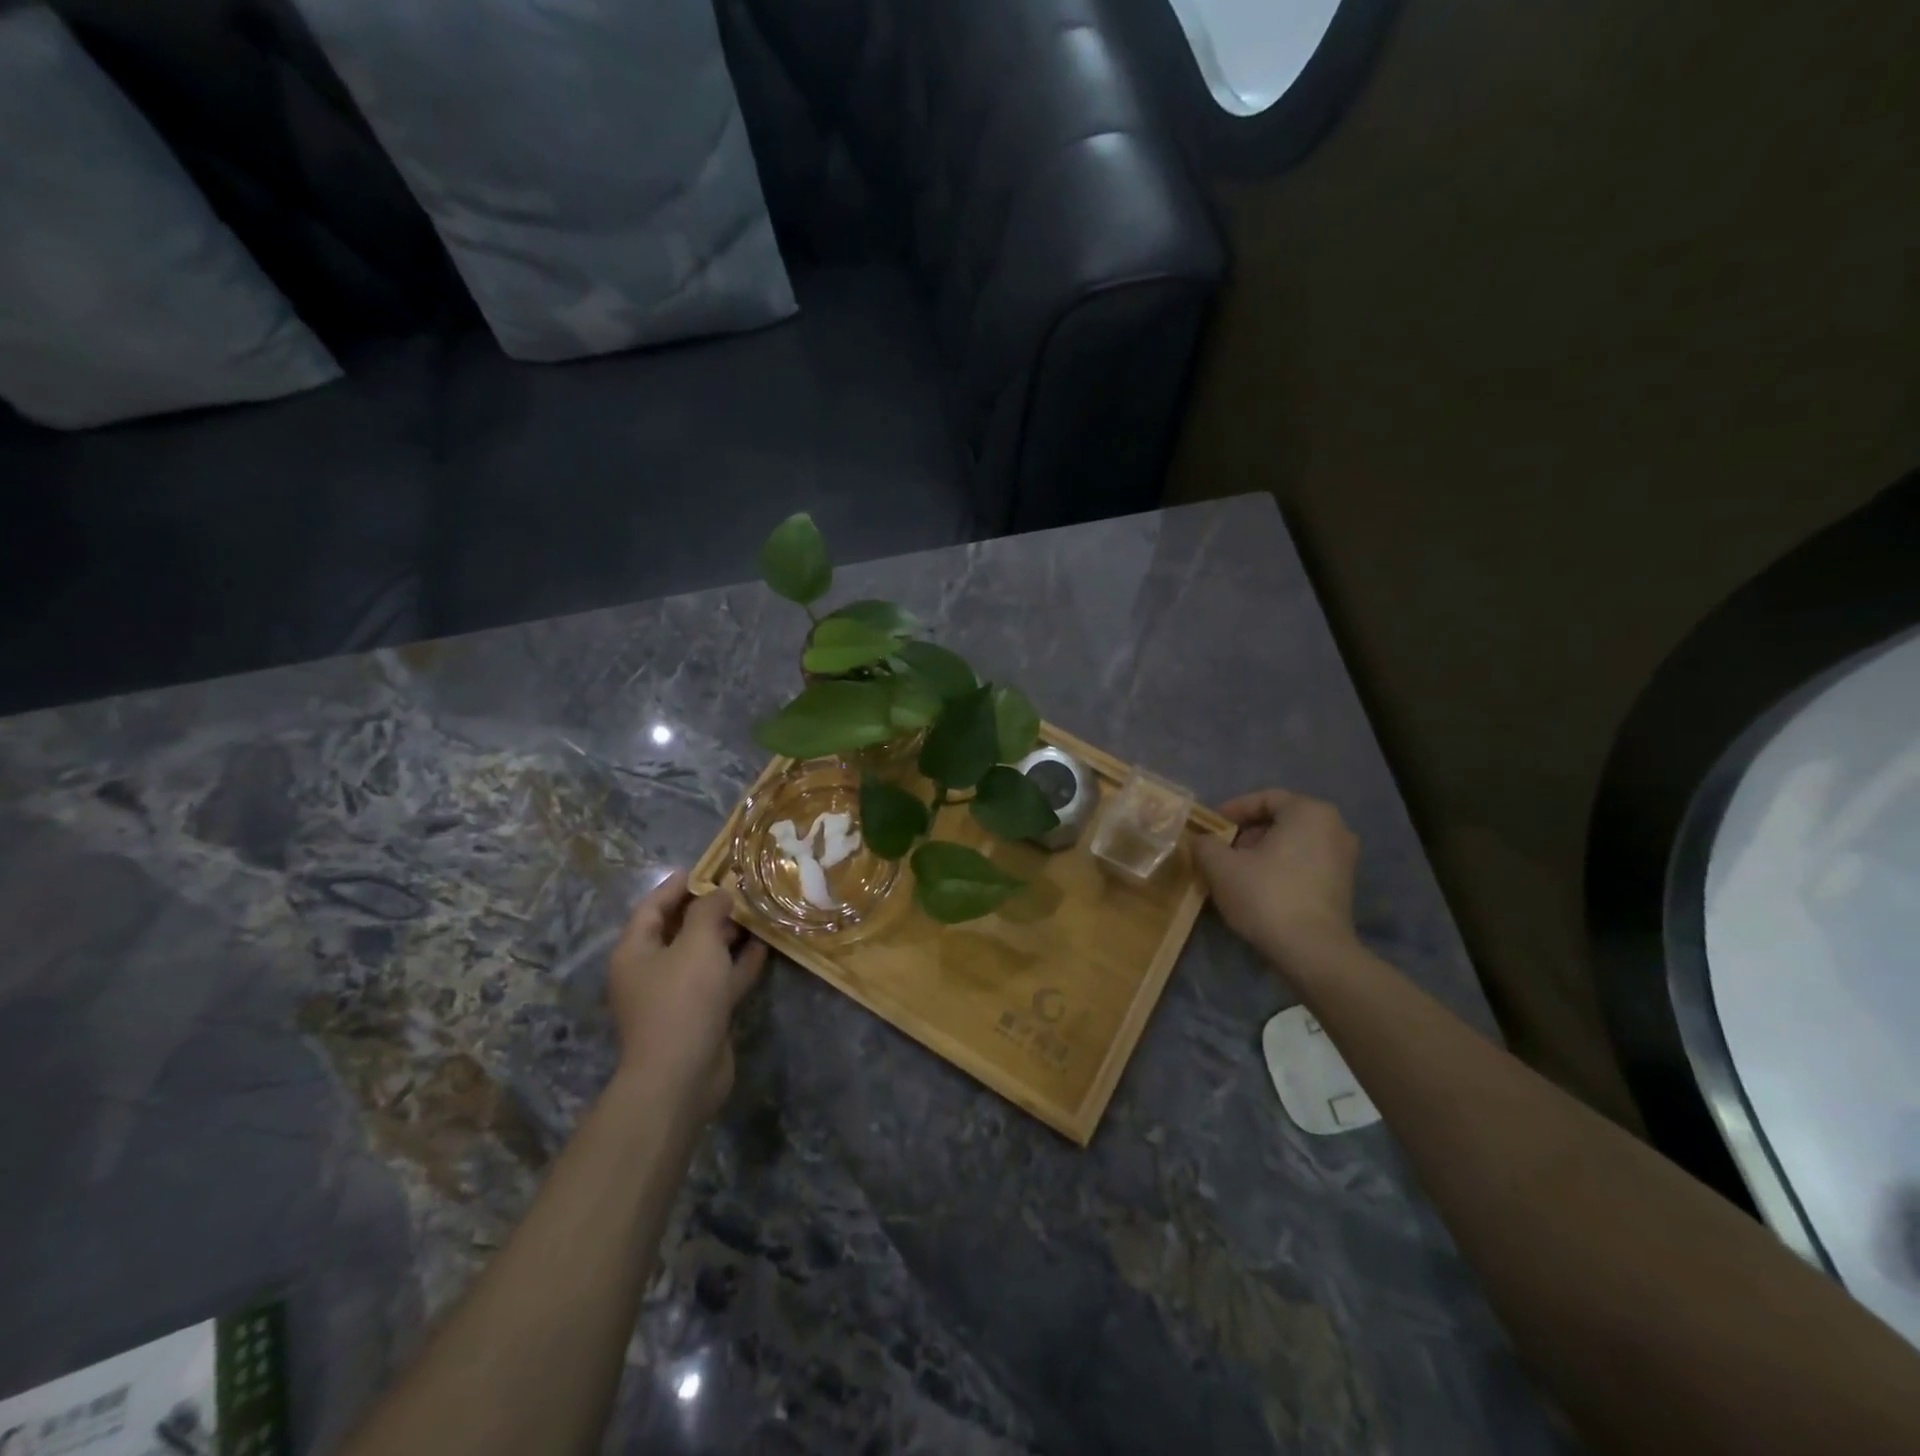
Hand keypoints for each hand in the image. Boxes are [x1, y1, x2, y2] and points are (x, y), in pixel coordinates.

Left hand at [606, 871, 766, 1121]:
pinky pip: (719, 980)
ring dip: (727, 935)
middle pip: (679, 929)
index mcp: (636, 950)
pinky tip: (764, 948)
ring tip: (757, 912)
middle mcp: (651, 970)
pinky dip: (738, 964)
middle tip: (741, 888)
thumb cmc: (682, 999)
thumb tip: (718, 893)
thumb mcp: (697, 943)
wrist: (682, 1075)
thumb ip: (709, 911)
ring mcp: (675, 995)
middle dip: (709, 908)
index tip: (708, 867)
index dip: (678, 885)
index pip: (653, 906)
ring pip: (702, 955)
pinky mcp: (699, 1015)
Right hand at [1193, 789, 1360, 961]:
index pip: (1265, 799)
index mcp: (1309, 812)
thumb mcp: (1220, 866)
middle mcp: (1334, 828)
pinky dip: (1280, 870)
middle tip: (1221, 852)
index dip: (1233, 810)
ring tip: (1234, 874)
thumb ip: (1205, 844)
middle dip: (1246, 834)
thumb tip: (1202, 841)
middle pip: (1280, 821)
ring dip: (1261, 854)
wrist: (1313, 952)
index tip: (1211, 828)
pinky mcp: (1343, 887)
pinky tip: (1257, 891)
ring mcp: (1344, 859)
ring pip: (1292, 845)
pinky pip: (1304, 865)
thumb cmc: (1266, 896)